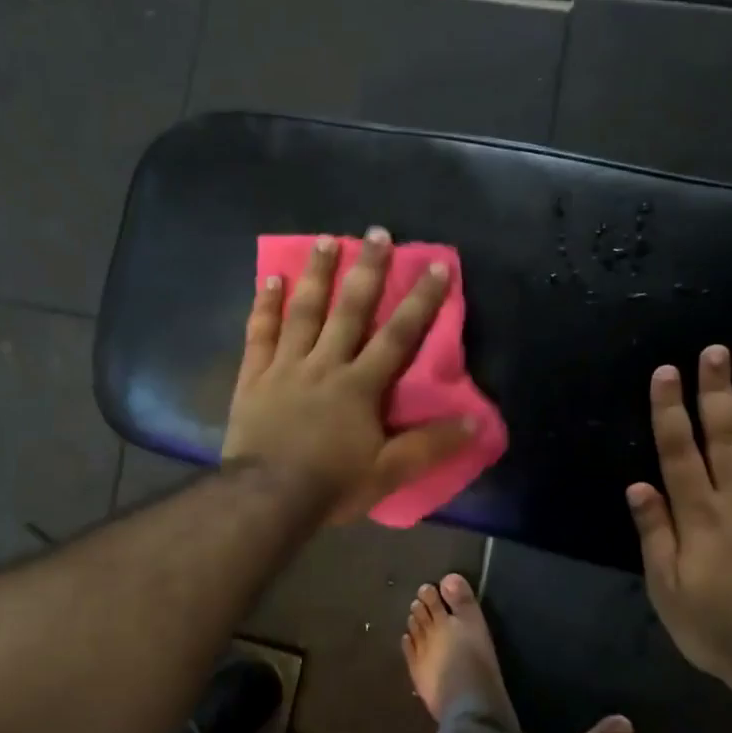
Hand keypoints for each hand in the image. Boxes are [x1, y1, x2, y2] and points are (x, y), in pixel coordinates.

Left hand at [224, 228, 472, 522]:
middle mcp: (325, 365)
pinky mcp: (254, 378)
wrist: (266, 499)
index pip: (398, 336)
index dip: (421, 301)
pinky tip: (269, 278)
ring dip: (316, 274)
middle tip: (376, 232)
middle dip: (367, 270)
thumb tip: (477, 421)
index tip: (436, 266)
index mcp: (360, 386)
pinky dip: (264, 305)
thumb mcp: (389, 472)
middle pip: (349, 310)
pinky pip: (259, 334)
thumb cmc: (331, 485)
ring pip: (303, 312)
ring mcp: (285, 367)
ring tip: (325, 239)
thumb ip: (432, 445)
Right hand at [626, 348, 731, 694]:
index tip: (667, 372)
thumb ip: (655, 534)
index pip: (679, 451)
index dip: (671, 410)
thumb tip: (638, 485)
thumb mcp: (666, 589)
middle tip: (716, 351)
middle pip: (726, 437)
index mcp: (700, 515)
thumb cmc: (715, 626)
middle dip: (717, 391)